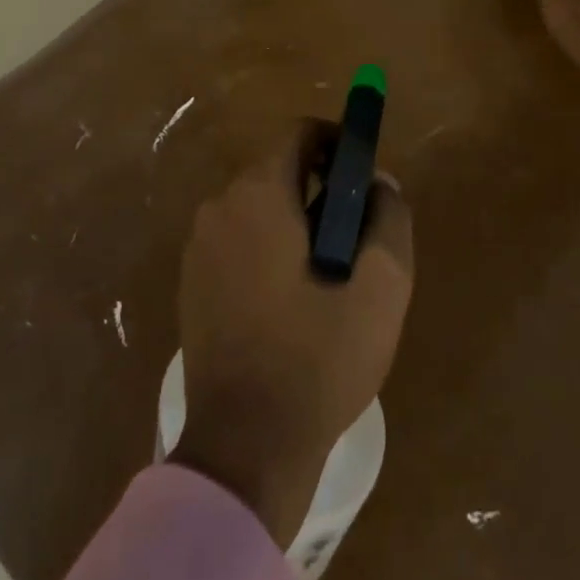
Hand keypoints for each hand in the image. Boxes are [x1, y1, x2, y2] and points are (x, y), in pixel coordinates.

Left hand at [171, 121, 413, 546]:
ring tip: (327, 276)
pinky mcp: (190, 282)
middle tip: (354, 236)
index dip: (336, 141)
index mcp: (258, 194)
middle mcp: (219, 206)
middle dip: (319, 188)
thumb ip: (388, 219)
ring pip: (256, 208)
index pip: (298, 133)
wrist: (244, 446)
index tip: (362, 174)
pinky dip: (266, 249)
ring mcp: (198, 246)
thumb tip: (380, 182)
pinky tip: (290, 302)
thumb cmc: (317, 359)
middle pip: (277, 170)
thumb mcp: (380, 288)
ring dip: (293, 222)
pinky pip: (237, 241)